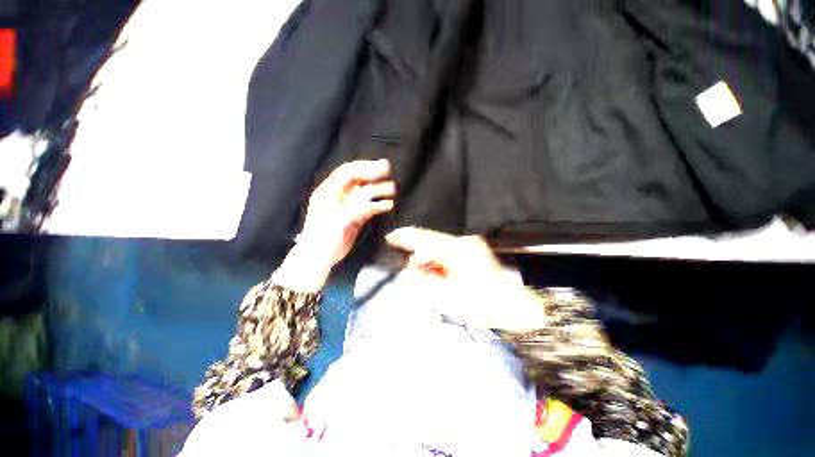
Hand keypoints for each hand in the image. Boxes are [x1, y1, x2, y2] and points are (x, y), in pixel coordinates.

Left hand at [299, 159, 395, 266]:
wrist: (320, 256)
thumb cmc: (323, 237)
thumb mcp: (337, 220)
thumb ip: (354, 206)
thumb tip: (370, 195)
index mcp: (329, 191)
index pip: (347, 172)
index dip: (364, 167)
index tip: (380, 167)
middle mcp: (339, 196)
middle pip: (357, 179)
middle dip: (372, 173)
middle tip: (388, 169)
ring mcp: (347, 206)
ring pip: (365, 193)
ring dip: (379, 189)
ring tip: (392, 189)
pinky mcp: (354, 217)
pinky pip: (368, 207)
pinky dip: (379, 205)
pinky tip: (388, 205)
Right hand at [385, 227, 544, 330]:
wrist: (514, 308)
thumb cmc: (481, 304)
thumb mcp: (446, 297)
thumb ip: (422, 284)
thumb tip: (405, 274)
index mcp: (457, 250)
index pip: (425, 239)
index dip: (406, 237)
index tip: (391, 237)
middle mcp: (463, 243)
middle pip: (432, 246)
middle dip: (419, 260)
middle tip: (413, 278)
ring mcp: (470, 247)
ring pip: (440, 251)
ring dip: (431, 265)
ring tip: (431, 283)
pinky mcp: (473, 253)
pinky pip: (449, 256)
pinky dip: (441, 266)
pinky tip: (442, 279)